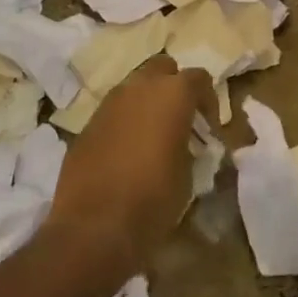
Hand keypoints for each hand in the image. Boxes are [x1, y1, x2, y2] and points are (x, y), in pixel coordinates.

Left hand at [45, 56, 211, 274]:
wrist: (93, 228)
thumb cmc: (153, 199)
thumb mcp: (188, 174)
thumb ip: (189, 147)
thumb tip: (187, 145)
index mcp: (172, 93)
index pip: (199, 78)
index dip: (208, 100)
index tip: (209, 127)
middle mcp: (140, 87)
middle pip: (163, 68)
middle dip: (174, 87)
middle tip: (180, 118)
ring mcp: (109, 103)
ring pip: (134, 87)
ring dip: (147, 102)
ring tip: (153, 135)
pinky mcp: (87, 124)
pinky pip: (113, 112)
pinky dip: (125, 122)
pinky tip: (126, 152)